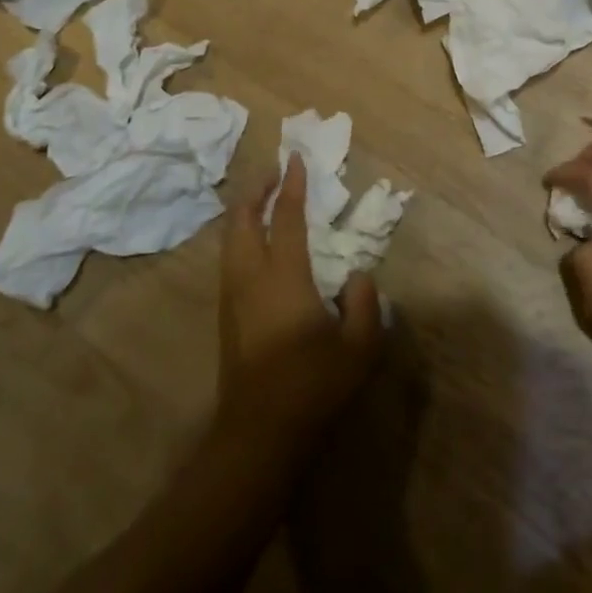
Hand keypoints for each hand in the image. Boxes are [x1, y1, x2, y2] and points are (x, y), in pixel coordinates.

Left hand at [218, 153, 381, 452]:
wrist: (258, 433)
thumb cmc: (312, 385)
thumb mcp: (358, 346)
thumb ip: (364, 302)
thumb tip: (357, 276)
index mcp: (283, 276)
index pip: (284, 217)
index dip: (290, 186)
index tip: (296, 159)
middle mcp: (250, 277)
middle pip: (242, 219)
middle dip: (255, 190)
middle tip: (273, 172)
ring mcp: (232, 296)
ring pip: (230, 239)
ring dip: (243, 211)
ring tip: (261, 199)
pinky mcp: (226, 315)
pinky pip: (229, 258)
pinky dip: (239, 235)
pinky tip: (253, 243)